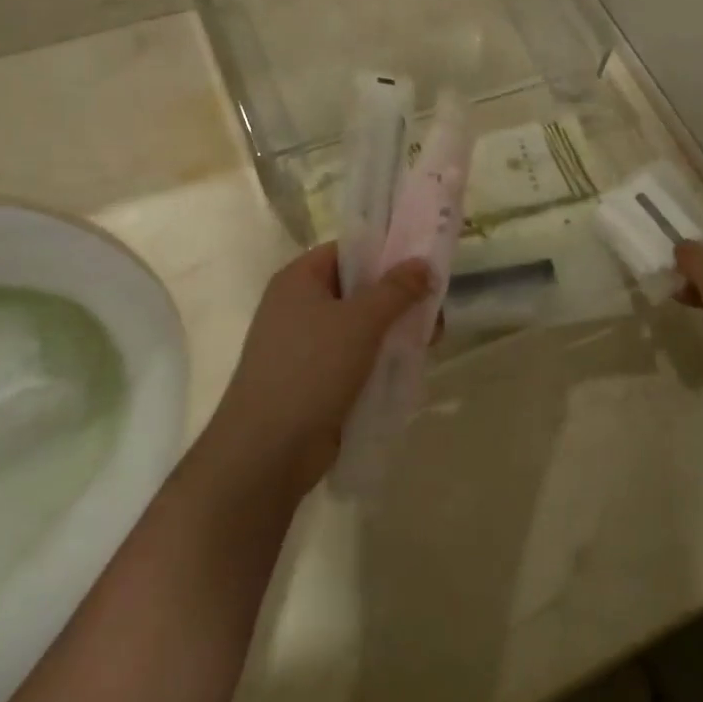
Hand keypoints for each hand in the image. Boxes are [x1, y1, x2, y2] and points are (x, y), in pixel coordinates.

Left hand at [207, 244, 430, 494]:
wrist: (267, 450)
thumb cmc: (311, 369)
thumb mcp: (361, 321)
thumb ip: (396, 289)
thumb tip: (423, 263)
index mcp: (299, 279)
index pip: (347, 251)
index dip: (385, 253)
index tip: (424, 263)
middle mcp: (298, 306)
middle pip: (358, 289)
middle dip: (397, 298)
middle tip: (435, 308)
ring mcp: (304, 346)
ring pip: (360, 326)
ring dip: (394, 331)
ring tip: (431, 341)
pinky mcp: (314, 380)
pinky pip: (355, 357)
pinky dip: (380, 359)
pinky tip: (408, 367)